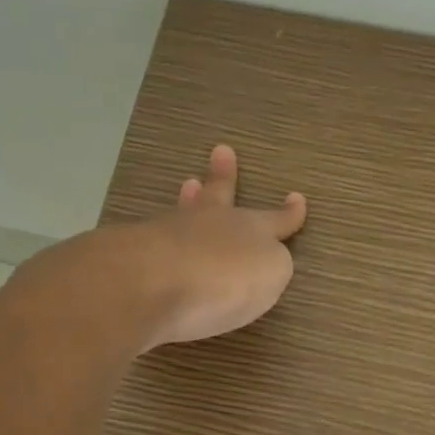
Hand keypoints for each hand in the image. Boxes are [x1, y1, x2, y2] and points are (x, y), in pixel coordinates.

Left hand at [129, 144, 307, 348]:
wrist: (154, 282)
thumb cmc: (226, 277)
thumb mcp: (271, 272)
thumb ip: (271, 264)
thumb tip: (261, 259)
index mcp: (251, 228)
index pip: (276, 219)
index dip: (288, 213)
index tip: (296, 198)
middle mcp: (211, 224)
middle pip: (220, 196)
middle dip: (224, 176)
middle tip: (221, 151)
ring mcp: (170, 234)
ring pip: (185, 212)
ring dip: (190, 199)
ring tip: (188, 185)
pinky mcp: (137, 255)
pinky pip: (158, 239)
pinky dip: (165, 237)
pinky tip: (160, 238)